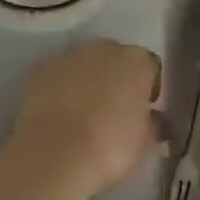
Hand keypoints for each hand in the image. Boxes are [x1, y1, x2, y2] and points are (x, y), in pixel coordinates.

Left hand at [9, 40, 162, 198]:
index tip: (147, 110)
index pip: (151, 66)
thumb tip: (158, 121)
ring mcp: (69, 55)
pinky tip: (61, 113)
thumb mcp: (145, 144)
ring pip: (86, 63)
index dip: (151, 87)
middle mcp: (103, 48)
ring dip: (89, 80)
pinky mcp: (41, 68)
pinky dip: (62, 87)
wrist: (56, 151)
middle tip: (117, 110)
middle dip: (118, 79)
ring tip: (86, 113)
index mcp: (136, 61)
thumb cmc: (111, 146)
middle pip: (117, 59)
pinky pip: (59, 74)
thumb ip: (156, 126)